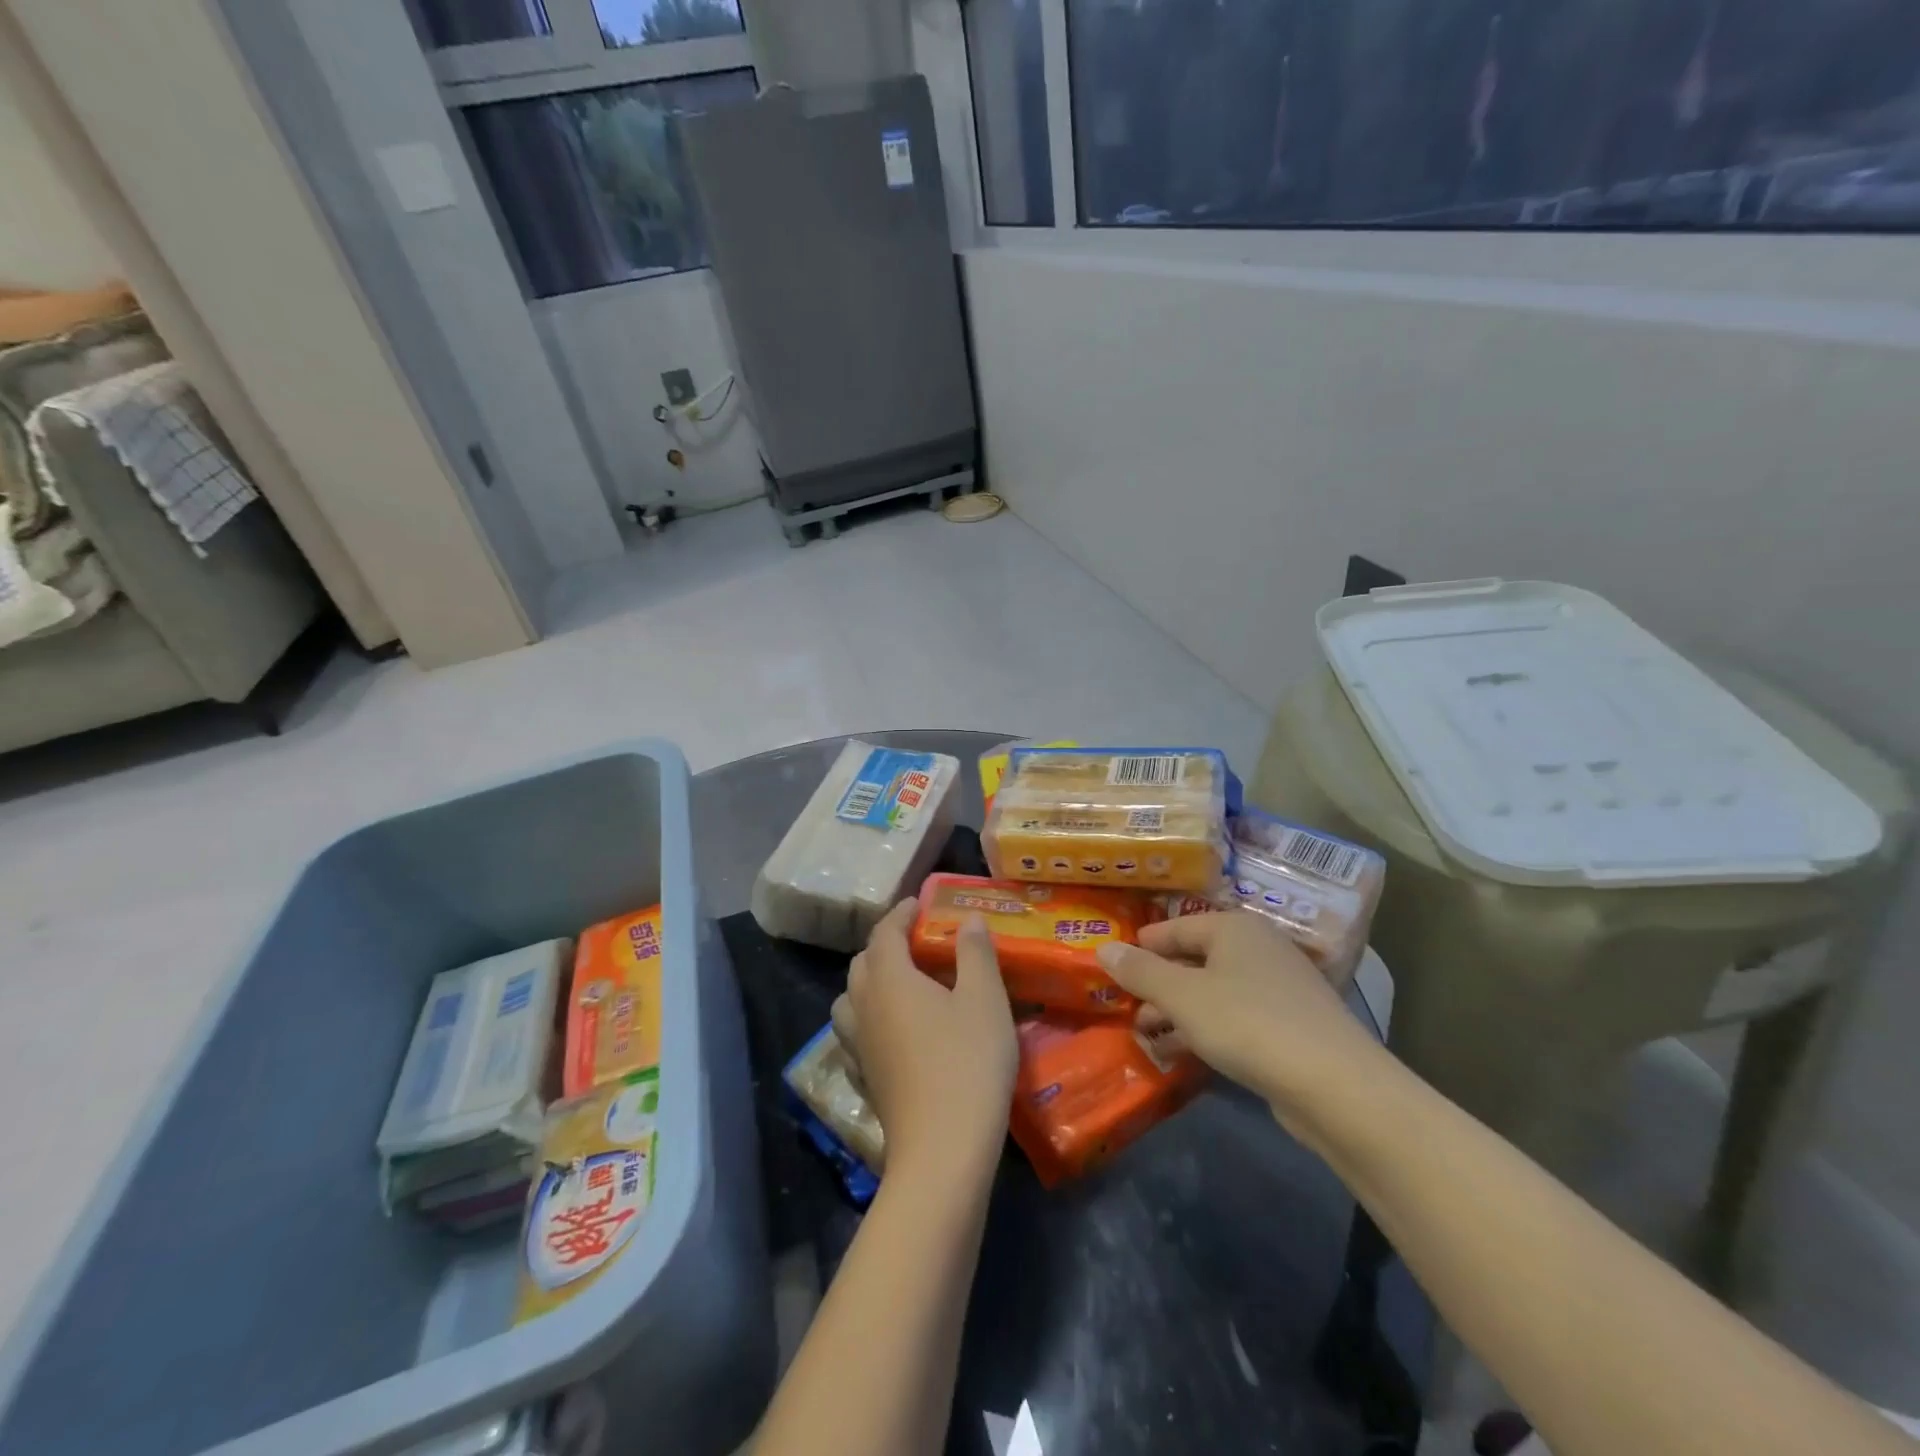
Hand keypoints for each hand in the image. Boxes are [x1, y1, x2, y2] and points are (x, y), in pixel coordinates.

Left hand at [845, 902, 1015, 1180]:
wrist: (943, 1149)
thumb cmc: (968, 1062)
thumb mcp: (984, 999)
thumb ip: (975, 953)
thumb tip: (968, 919)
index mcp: (889, 979)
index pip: (884, 933)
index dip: (899, 914)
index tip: (917, 905)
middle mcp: (864, 1006)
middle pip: (862, 964)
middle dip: (884, 946)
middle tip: (916, 944)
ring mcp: (858, 1046)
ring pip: (850, 1001)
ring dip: (869, 983)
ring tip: (901, 986)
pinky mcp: (863, 1079)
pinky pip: (854, 1036)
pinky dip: (868, 1021)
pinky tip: (891, 1034)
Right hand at [1096, 912, 1384, 1127]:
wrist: (1335, 1085)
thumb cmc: (1247, 1023)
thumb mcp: (1182, 997)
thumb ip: (1140, 971)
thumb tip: (1102, 948)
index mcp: (1233, 928)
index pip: (1174, 928)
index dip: (1141, 947)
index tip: (1113, 968)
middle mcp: (1258, 948)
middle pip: (1194, 959)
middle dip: (1158, 985)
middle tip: (1127, 1009)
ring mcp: (1279, 987)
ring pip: (1214, 991)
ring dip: (1179, 1011)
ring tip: (1147, 1035)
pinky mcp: (1291, 1025)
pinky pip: (1236, 1017)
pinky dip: (1207, 1029)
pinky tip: (1184, 1054)